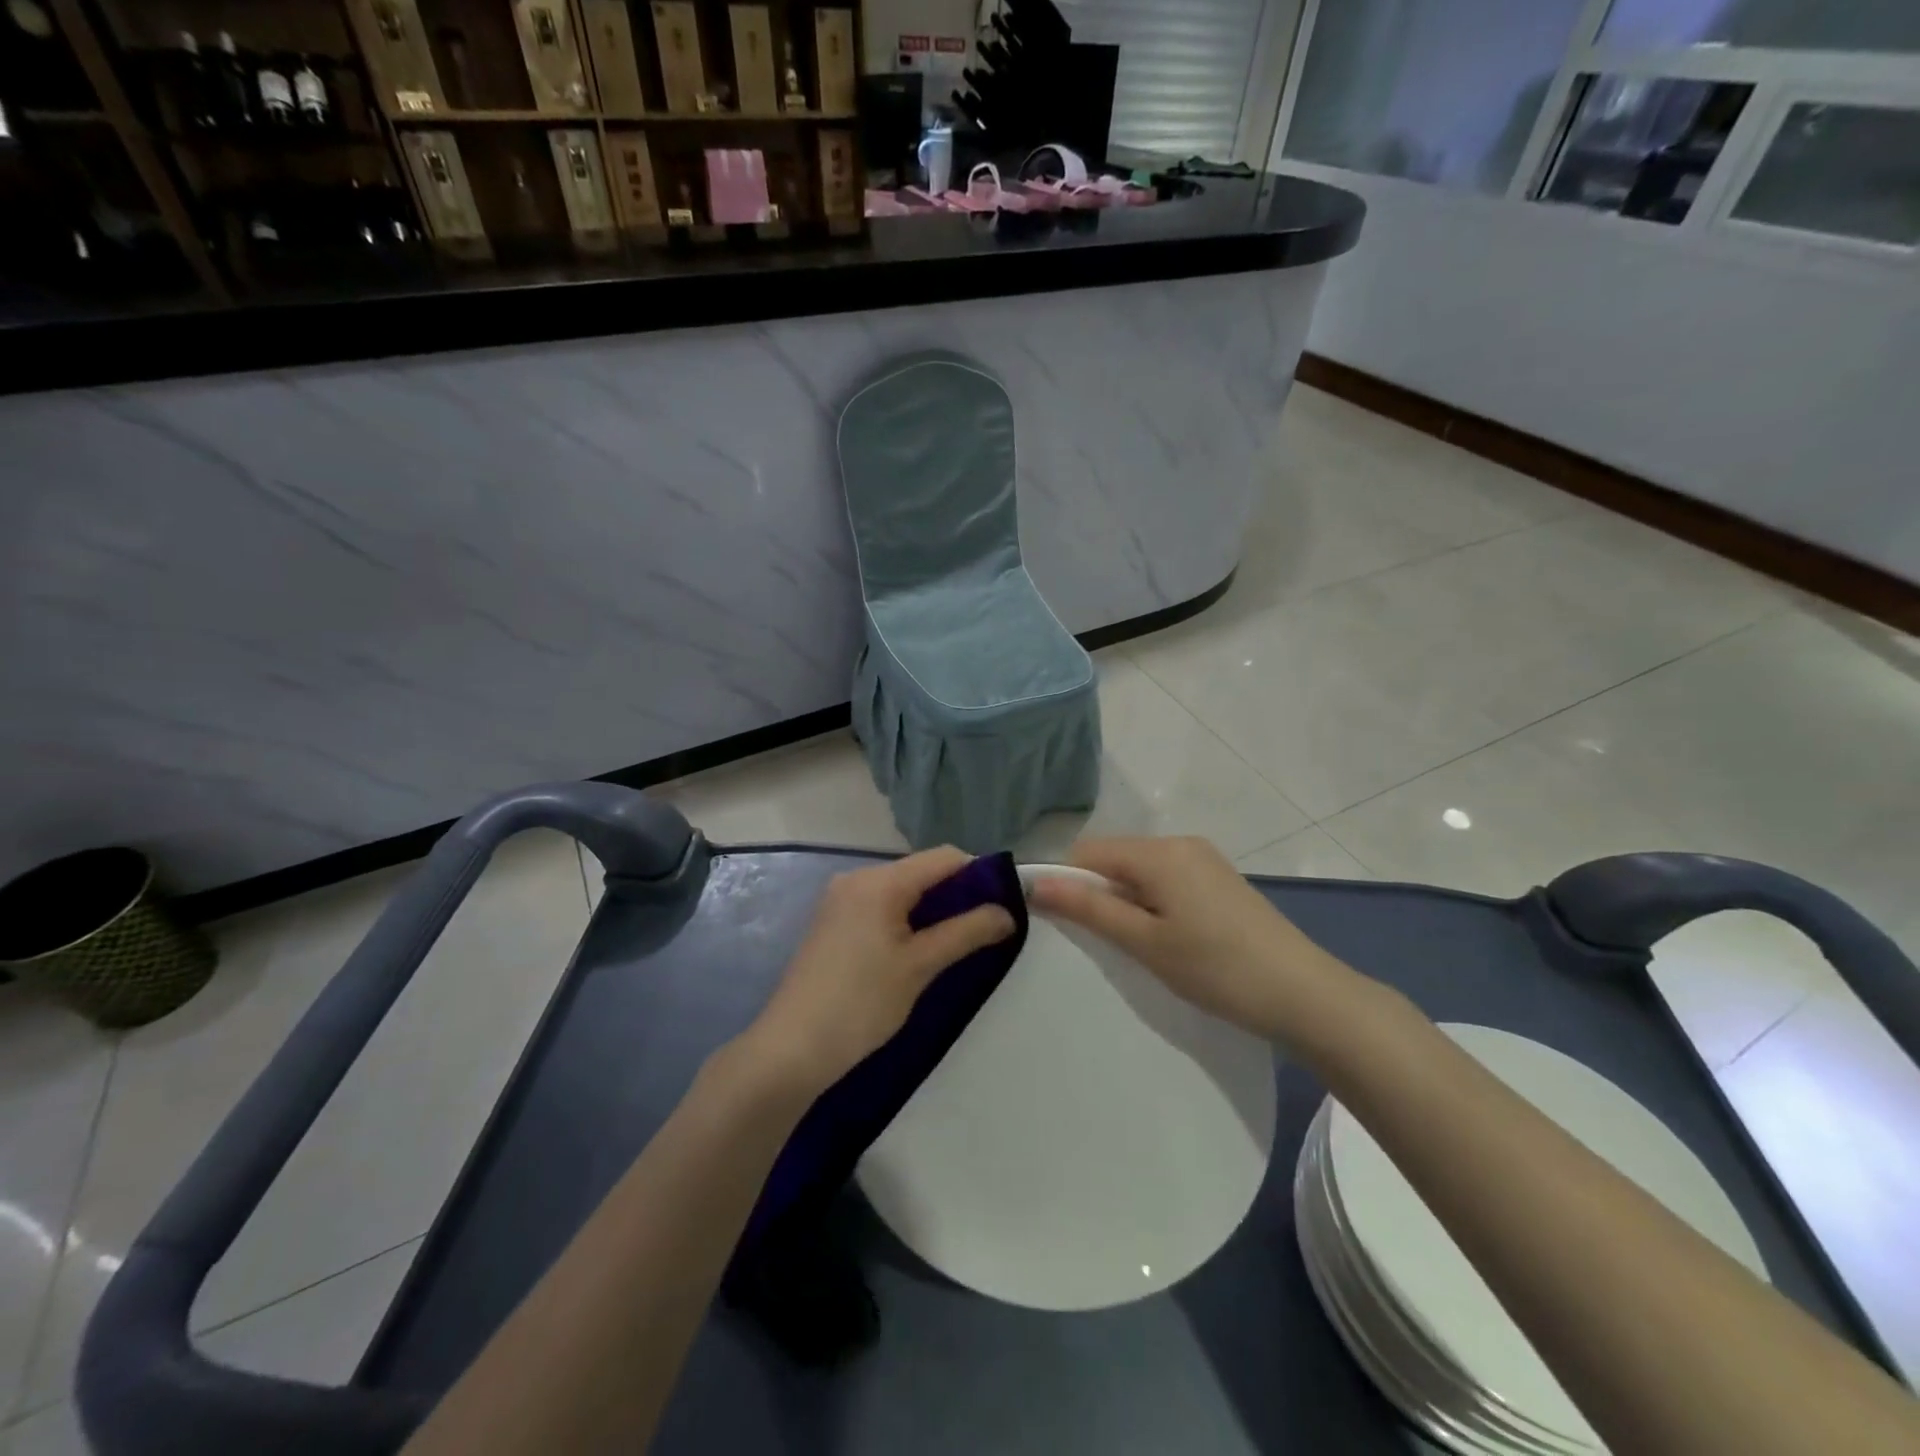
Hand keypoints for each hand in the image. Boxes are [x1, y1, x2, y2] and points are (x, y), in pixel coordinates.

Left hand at [741, 847, 1016, 1097]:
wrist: (791, 1049)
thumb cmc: (861, 1004)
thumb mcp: (920, 967)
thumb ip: (966, 933)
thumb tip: (1007, 912)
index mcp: (879, 881)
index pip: (943, 858)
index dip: (979, 874)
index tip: (1003, 905)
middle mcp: (857, 878)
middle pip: (921, 871)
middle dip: (956, 894)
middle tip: (984, 930)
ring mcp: (840, 899)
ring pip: (902, 890)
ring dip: (932, 909)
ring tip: (956, 943)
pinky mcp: (832, 922)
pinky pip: (881, 906)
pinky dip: (906, 919)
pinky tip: (918, 949)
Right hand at [1026, 836, 1348, 1042]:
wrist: (1305, 995)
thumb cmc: (1217, 968)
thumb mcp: (1145, 942)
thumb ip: (1089, 908)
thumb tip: (1035, 884)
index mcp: (1159, 851)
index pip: (1088, 851)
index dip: (1066, 881)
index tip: (1060, 923)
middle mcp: (1180, 843)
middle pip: (1115, 858)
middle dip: (1098, 893)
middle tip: (1105, 943)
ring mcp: (1204, 860)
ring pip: (1140, 871)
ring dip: (1125, 901)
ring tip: (1138, 946)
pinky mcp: (1220, 880)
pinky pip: (1166, 879)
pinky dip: (1152, 902)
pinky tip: (1168, 939)